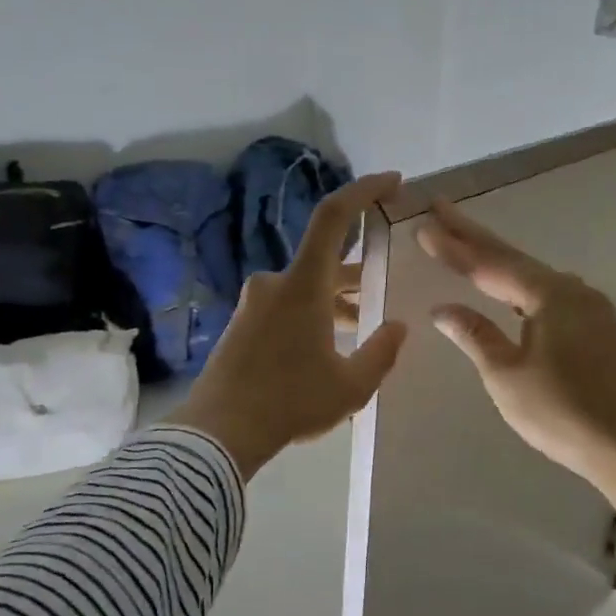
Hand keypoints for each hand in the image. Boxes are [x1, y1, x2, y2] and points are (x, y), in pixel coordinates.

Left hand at [173, 173, 409, 479]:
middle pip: (324, 259)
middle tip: (383, 290)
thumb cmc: (290, 403)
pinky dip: (310, 313)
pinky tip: (325, 347)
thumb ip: (381, 352)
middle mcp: (274, 282)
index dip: (364, 191)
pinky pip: (285, 304)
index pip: (334, 217)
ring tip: (360, 328)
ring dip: (334, 299)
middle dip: (356, 272)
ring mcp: (253, 302)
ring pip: (305, 286)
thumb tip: (398, 327)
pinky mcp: (241, 323)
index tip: (393, 183)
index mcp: (302, 285)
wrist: (217, 433)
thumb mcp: (351, 386)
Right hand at [417, 196, 615, 594]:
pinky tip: (506, 285)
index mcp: (550, 295)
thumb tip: (443, 309)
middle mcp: (571, 290)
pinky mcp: (594, 328)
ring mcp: (587, 308)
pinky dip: (516, 284)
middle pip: (512, 258)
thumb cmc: (563, 412)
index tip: (423, 225)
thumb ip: (475, 336)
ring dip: (495, 259)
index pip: (490, 264)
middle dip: (473, 235)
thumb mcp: (506, 376)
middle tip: (440, 209)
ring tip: (463, 240)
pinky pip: (544, 293)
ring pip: (530, 275)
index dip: (454, 247)